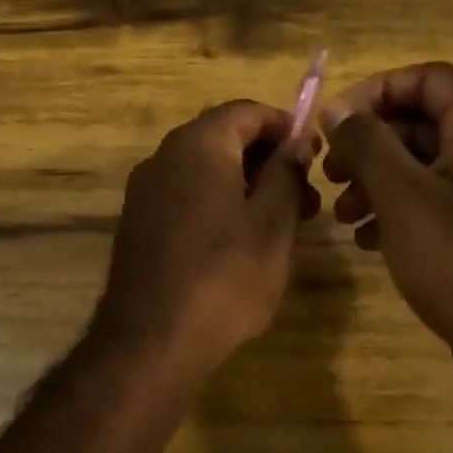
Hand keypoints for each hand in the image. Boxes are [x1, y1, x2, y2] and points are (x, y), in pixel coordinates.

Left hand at [95, 100, 320, 382]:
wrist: (151, 341)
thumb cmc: (224, 277)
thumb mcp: (273, 224)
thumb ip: (287, 173)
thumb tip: (296, 141)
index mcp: (198, 145)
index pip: (246, 111)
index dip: (285, 126)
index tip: (314, 155)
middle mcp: (164, 157)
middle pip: (223, 138)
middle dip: (268, 160)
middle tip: (306, 198)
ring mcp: (145, 192)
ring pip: (204, 171)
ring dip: (245, 185)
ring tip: (281, 226)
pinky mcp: (138, 224)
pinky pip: (185, 197)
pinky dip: (217, 204)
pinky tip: (240, 242)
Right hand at [320, 63, 452, 398]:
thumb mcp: (403, 196)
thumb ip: (367, 144)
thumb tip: (337, 109)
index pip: (427, 78)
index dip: (377, 89)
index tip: (335, 121)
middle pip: (420, 122)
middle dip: (368, 143)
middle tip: (330, 172)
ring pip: (421, 166)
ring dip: (375, 181)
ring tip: (343, 215)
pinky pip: (431, 203)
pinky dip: (395, 212)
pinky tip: (367, 241)